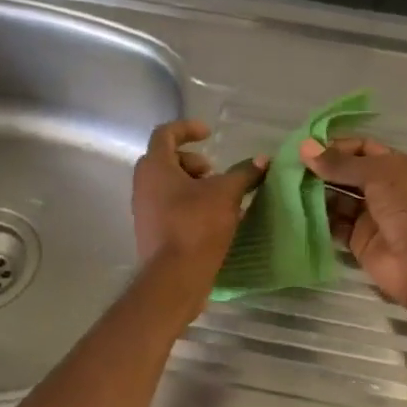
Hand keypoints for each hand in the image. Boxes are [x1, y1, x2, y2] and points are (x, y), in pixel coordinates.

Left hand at [132, 120, 265, 285]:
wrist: (174, 278)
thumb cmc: (196, 225)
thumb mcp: (226, 194)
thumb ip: (244, 173)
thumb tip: (263, 160)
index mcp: (155, 167)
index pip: (165, 134)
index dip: (188, 128)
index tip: (210, 134)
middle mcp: (143, 185)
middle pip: (167, 160)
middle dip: (194, 162)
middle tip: (215, 174)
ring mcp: (144, 210)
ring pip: (169, 186)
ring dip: (194, 185)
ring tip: (219, 199)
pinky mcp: (152, 232)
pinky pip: (170, 207)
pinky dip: (190, 205)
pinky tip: (213, 220)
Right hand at [299, 136, 406, 312]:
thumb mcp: (378, 175)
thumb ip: (341, 163)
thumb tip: (305, 147)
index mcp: (398, 166)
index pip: (363, 148)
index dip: (336, 146)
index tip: (306, 148)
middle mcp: (385, 188)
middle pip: (348, 174)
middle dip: (322, 169)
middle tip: (288, 167)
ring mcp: (371, 216)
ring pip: (338, 199)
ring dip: (316, 193)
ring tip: (285, 186)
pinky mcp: (359, 241)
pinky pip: (335, 225)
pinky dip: (317, 218)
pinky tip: (294, 210)